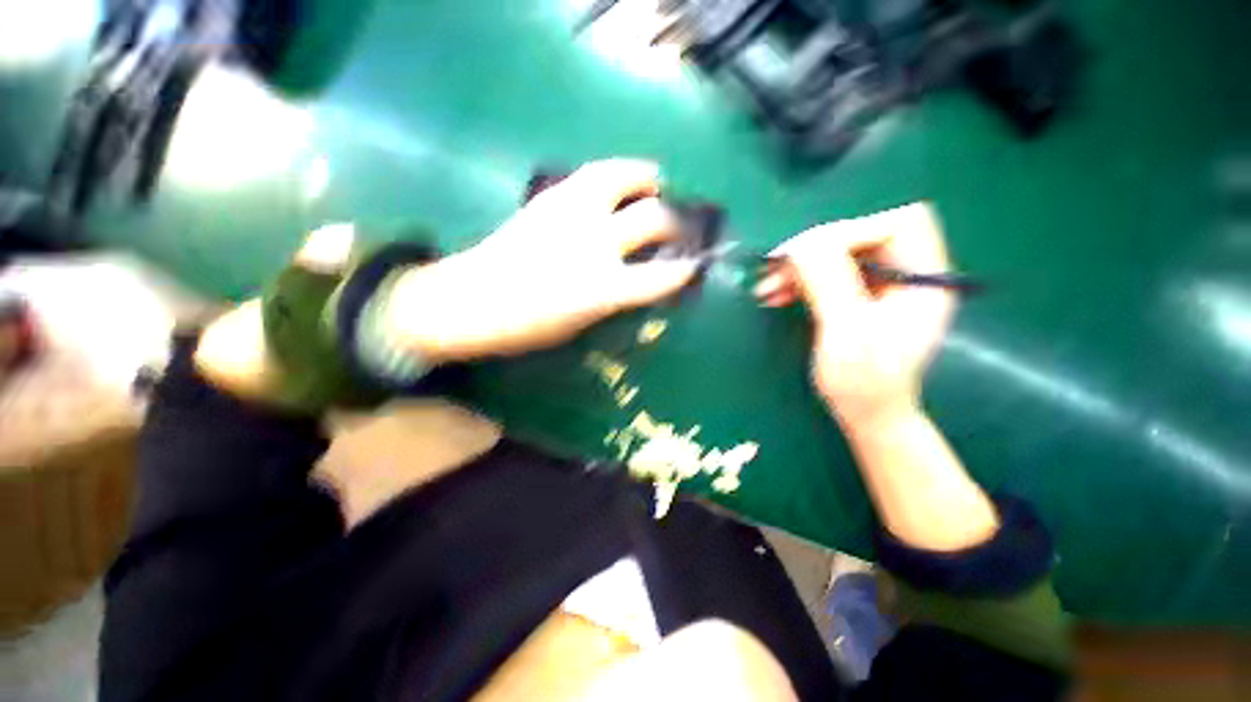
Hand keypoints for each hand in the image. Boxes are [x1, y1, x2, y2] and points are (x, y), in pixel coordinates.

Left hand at [384, 159, 699, 360]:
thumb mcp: (579, 324)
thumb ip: (611, 299)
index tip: (696, 265)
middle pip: (651, 219)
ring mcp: (571, 214)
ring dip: (644, 178)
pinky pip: (591, 175)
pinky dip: (614, 173)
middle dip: (674, 220)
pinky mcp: (550, 199)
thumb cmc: (525, 327)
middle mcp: (594, 244)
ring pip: (621, 179)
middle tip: (679, 223)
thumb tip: (632, 281)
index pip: (660, 277)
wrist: (468, 301)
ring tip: (654, 180)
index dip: (684, 271)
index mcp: (602, 288)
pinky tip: (616, 181)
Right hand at [755, 203, 955, 426]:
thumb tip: (801, 244)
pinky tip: (775, 293)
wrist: (865, 415)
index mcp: (924, 278)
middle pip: (861, 235)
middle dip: (814, 250)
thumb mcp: (848, 332)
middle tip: (774, 269)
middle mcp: (905, 274)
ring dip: (799, 267)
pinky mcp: (856, 297)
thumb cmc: (865, 383)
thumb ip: (829, 283)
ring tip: (766, 287)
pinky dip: (798, 281)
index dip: (849, 233)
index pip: (895, 225)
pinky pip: (825, 275)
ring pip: (837, 254)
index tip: (804, 256)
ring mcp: (880, 286)